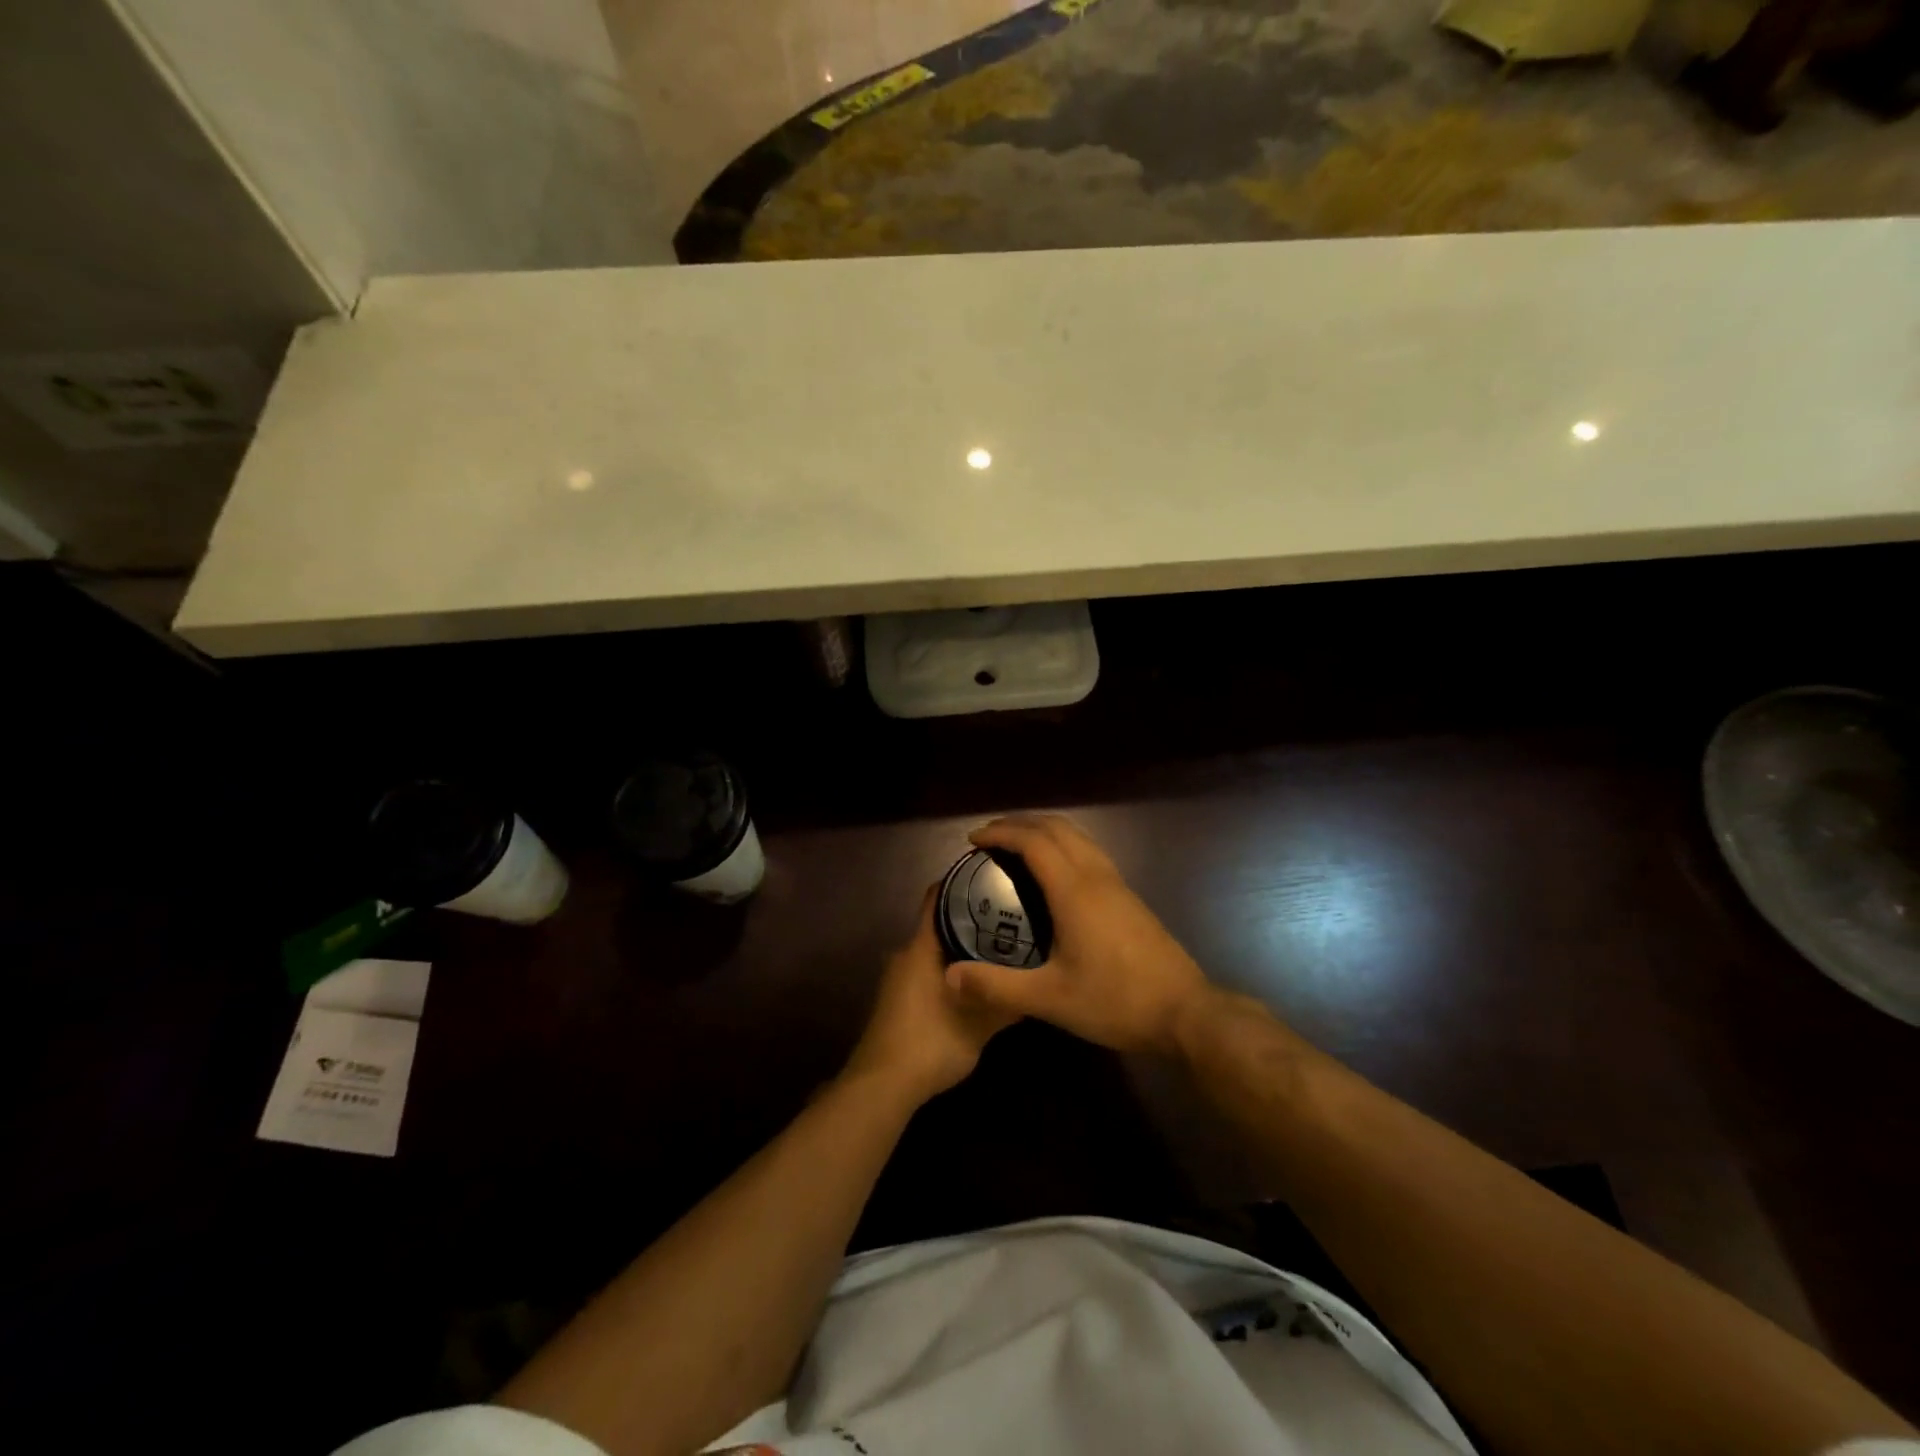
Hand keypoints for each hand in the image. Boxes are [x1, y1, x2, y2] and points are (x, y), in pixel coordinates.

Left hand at [846, 886, 1017, 1102]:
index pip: (937, 897)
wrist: (881, 1086)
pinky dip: (950, 969)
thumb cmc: (930, 1043)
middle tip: (1008, 916)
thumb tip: (1036, 987)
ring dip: (961, 948)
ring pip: (934, 950)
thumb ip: (1006, 1004)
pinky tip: (975, 982)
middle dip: (971, 918)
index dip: (961, 882)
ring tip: (999, 947)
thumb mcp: (979, 1026)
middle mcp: (906, 954)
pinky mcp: (898, 999)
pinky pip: (928, 970)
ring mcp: (899, 978)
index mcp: (922, 947)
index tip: (991, 875)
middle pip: (939, 923)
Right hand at [945, 814, 1214, 1054]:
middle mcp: (1096, 877)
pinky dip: (1064, 846)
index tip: (973, 840)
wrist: (1186, 1012)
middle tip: (989, 838)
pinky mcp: (1130, 898)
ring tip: (1017, 848)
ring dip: (1045, 831)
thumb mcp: (1050, 999)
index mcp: (1074, 891)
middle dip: (1020, 824)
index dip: (1001, 833)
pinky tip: (1054, 875)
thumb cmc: (1116, 1001)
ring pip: (1078, 837)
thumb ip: (997, 986)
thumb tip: (950, 976)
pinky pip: (1090, 853)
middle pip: (1057, 828)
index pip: (1033, 841)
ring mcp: (1118, 885)